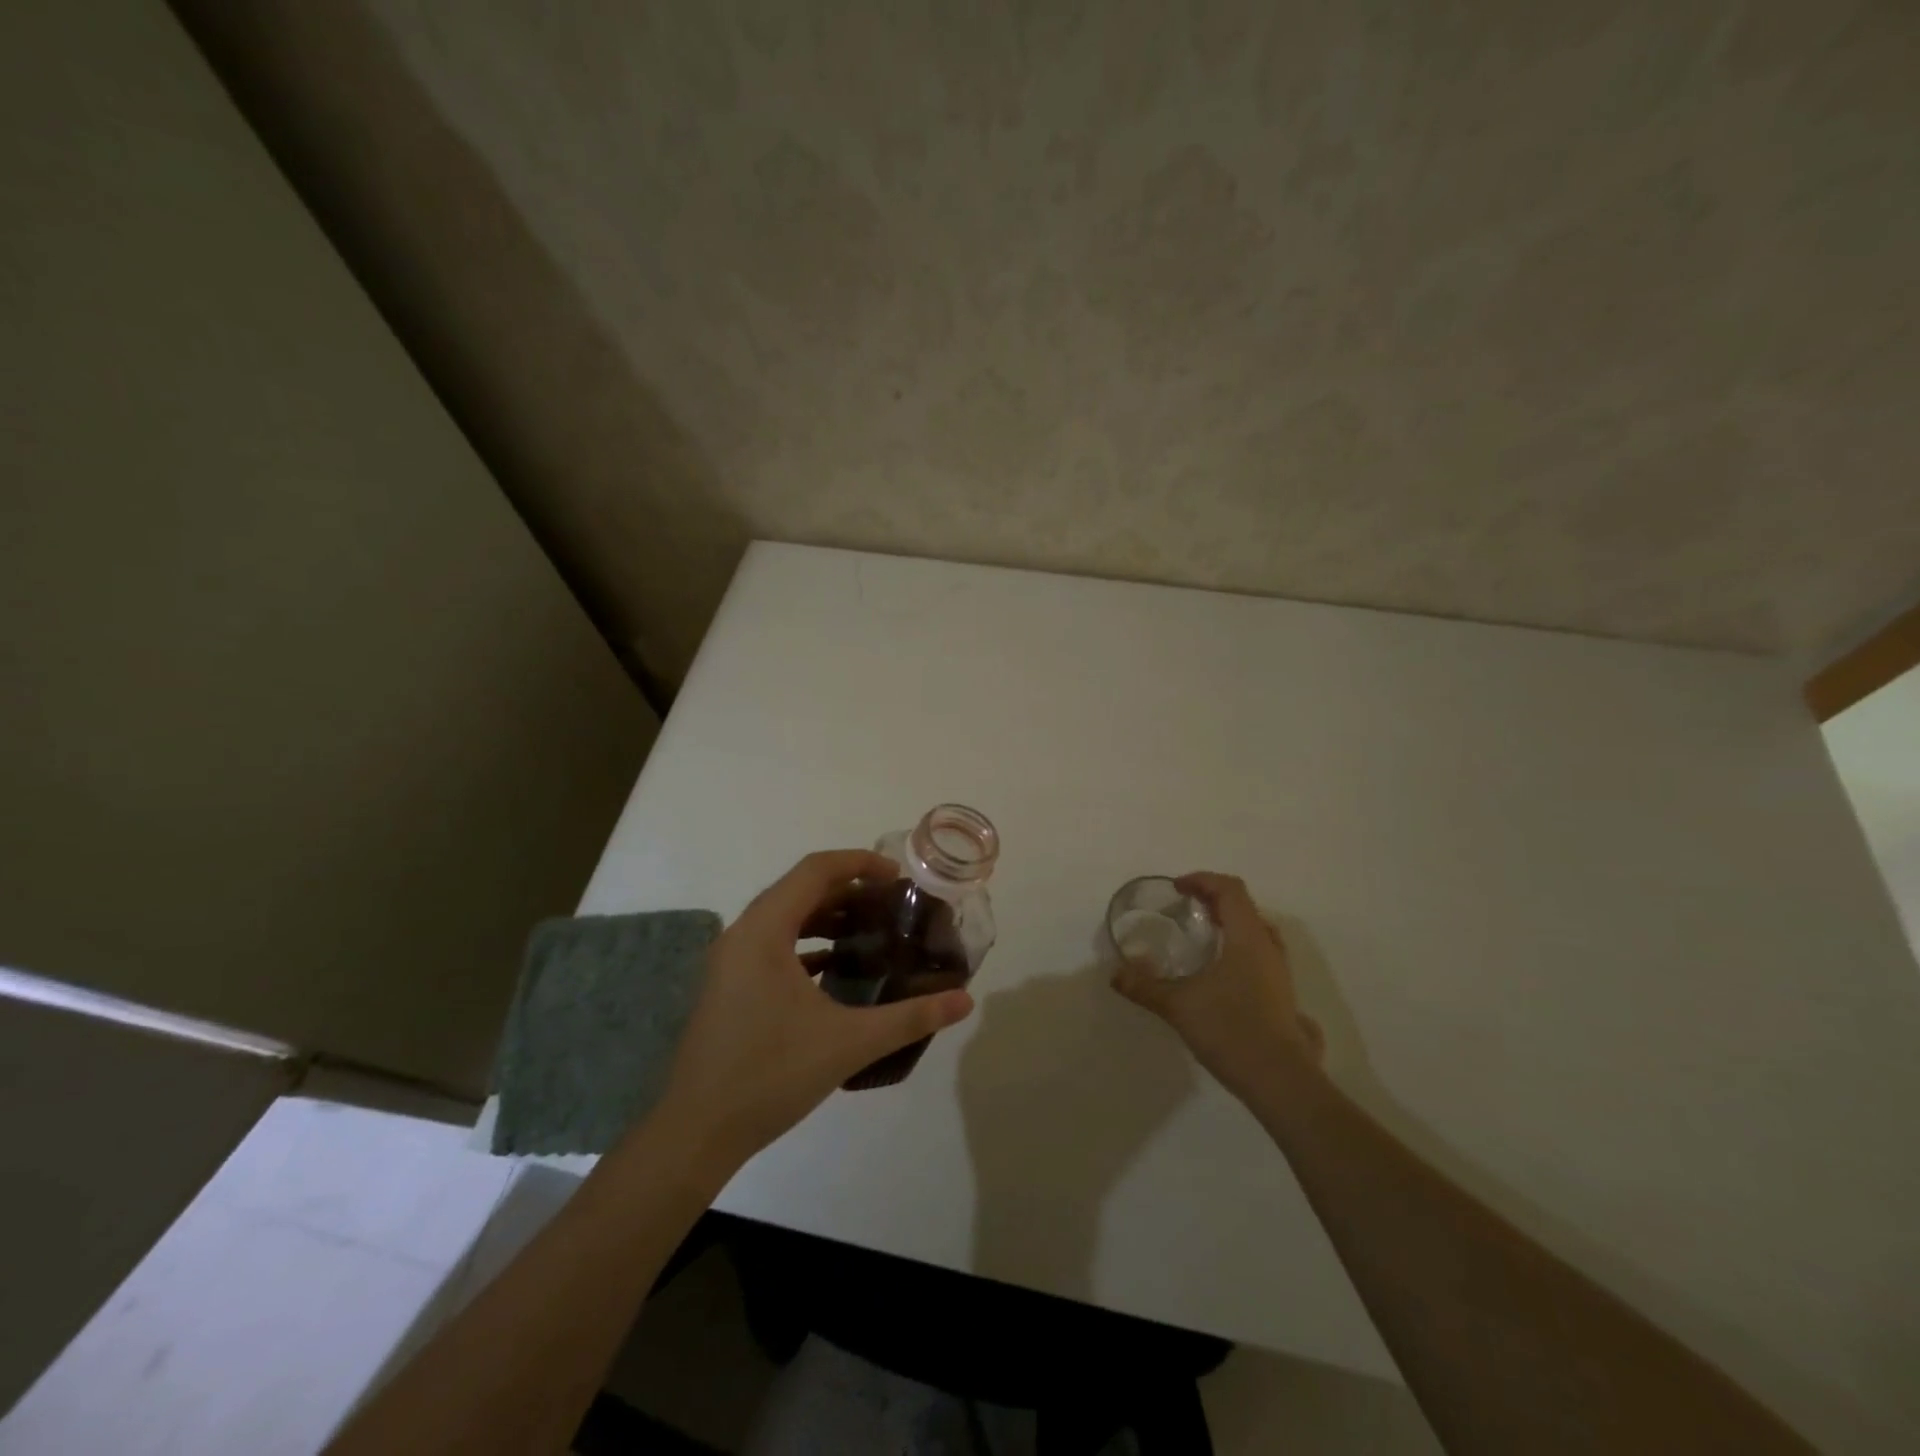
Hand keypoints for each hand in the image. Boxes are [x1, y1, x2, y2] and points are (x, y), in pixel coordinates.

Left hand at [654, 850, 974, 1171]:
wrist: (696, 1132)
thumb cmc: (770, 1075)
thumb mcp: (849, 1043)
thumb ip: (910, 1017)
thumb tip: (965, 1000)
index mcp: (764, 931)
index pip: (815, 870)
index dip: (859, 863)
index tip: (898, 876)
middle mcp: (742, 934)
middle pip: (800, 889)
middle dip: (849, 888)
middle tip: (893, 903)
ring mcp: (731, 961)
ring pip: (785, 917)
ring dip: (827, 915)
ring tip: (872, 928)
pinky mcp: (730, 985)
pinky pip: (773, 944)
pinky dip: (808, 942)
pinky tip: (837, 967)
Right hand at [1112, 872, 1324, 1103]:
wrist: (1281, 1082)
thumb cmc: (1231, 1030)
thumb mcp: (1179, 1006)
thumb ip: (1145, 986)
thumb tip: (1115, 975)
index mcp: (1247, 938)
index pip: (1230, 889)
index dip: (1202, 881)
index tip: (1177, 889)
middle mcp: (1268, 948)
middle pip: (1244, 906)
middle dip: (1213, 900)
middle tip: (1185, 910)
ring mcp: (1279, 972)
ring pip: (1255, 931)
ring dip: (1228, 924)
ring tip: (1201, 937)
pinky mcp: (1281, 995)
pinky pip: (1259, 954)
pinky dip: (1237, 947)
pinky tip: (1217, 973)